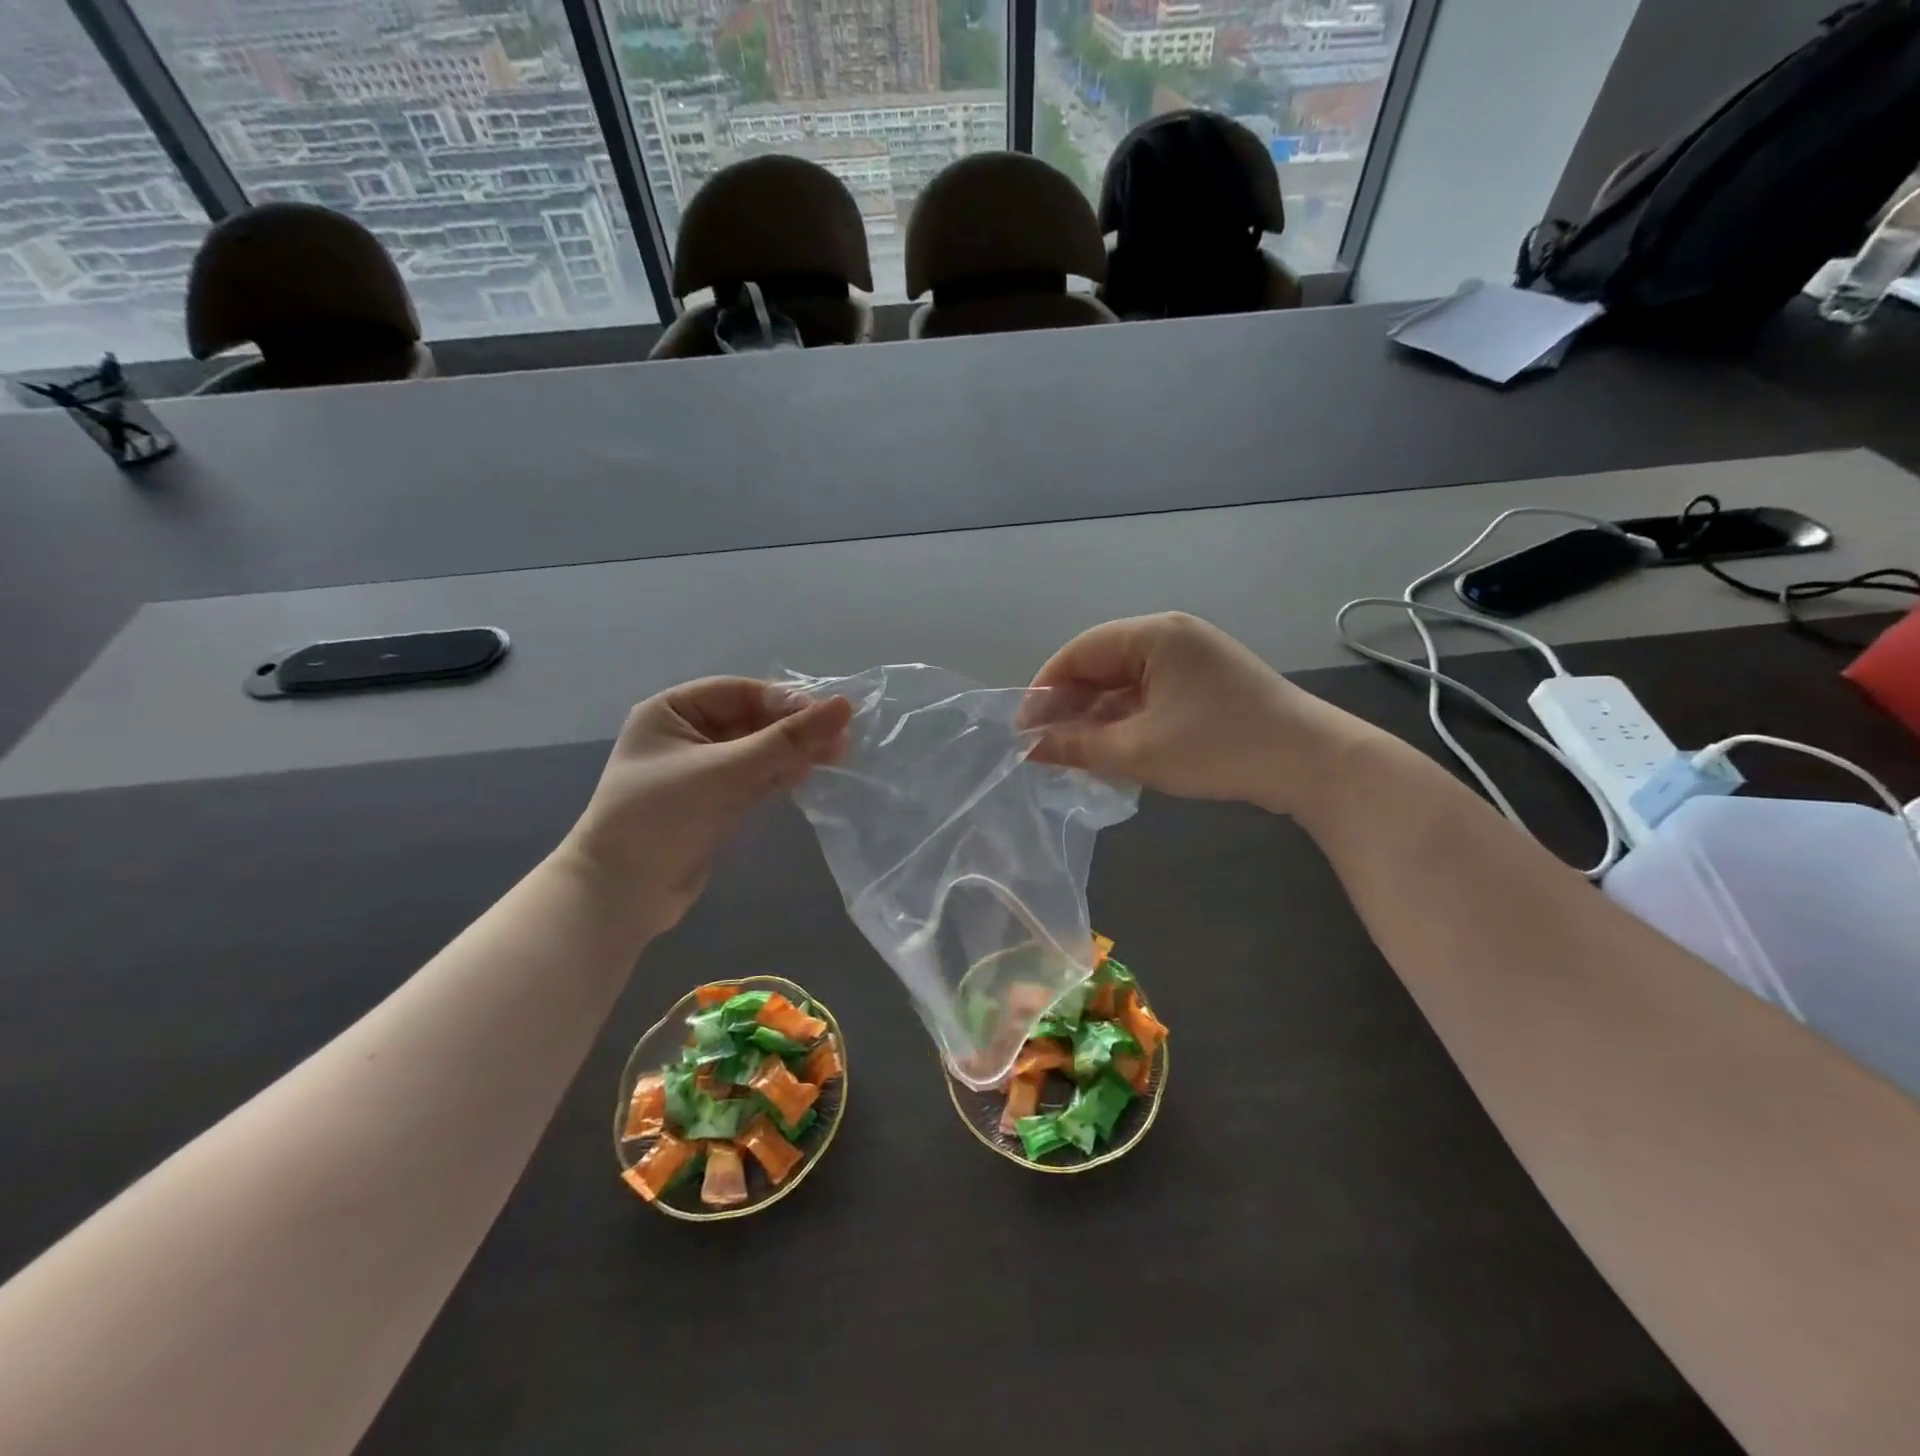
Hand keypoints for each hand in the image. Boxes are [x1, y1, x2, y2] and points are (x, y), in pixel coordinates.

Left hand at [557, 678, 850, 933]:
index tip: (830, 716)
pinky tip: (809, 776)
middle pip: (753, 720)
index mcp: (672, 711)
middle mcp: (686, 734)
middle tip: (841, 741)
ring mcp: (702, 771)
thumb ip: (785, 741)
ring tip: (836, 758)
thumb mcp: (724, 772)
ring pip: (759, 750)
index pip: (741, 692)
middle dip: (794, 730)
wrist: (620, 896)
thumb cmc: (661, 818)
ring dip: (793, 753)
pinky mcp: (716, 802)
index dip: (785, 702)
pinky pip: (756, 777)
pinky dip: (782, 775)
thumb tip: (845, 706)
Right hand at [1024, 613, 1357, 813]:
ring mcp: (1192, 659)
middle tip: (1045, 746)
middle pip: (1101, 665)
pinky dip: (1127, 720)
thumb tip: (1028, 748)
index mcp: (1154, 634)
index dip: (1045, 690)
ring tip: (1073, 754)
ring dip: (1097, 717)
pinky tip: (1111, 750)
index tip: (1022, 730)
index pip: (1079, 652)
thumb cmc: (1218, 747)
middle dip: (1070, 706)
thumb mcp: (1139, 750)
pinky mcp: (1206, 684)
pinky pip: (1150, 695)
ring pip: (1125, 683)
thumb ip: (1077, 745)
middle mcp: (1171, 636)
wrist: (1311, 763)